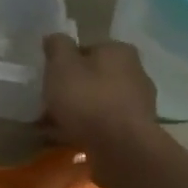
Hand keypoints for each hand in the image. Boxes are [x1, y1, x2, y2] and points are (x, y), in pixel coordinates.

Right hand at [41, 34, 159, 155]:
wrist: (121, 149)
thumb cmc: (88, 99)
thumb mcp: (62, 66)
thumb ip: (57, 47)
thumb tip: (55, 38)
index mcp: (119, 51)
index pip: (87, 49)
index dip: (65, 62)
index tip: (49, 78)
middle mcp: (135, 72)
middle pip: (93, 77)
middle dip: (72, 89)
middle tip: (49, 103)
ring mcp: (138, 104)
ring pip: (98, 103)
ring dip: (78, 112)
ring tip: (52, 126)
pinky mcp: (135, 132)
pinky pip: (104, 125)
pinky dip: (87, 130)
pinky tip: (68, 140)